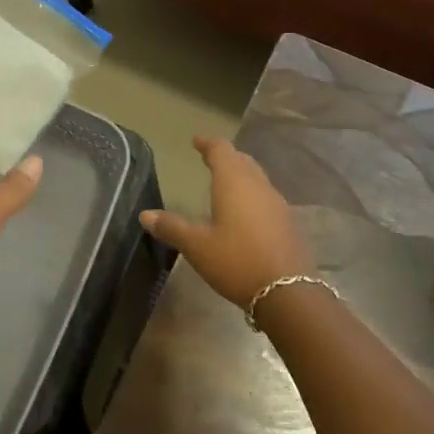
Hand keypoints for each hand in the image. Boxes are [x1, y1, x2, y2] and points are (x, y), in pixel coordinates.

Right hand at [140, 136, 310, 305]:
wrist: (289, 293)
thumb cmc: (237, 261)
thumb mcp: (197, 246)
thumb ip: (172, 227)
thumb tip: (145, 214)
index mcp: (234, 183)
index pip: (221, 151)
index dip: (208, 144)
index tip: (196, 140)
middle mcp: (258, 186)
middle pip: (242, 161)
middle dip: (225, 157)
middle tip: (209, 158)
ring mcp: (277, 204)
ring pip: (257, 178)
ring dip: (240, 174)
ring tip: (225, 182)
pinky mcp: (287, 223)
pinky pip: (266, 197)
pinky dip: (251, 194)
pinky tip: (245, 211)